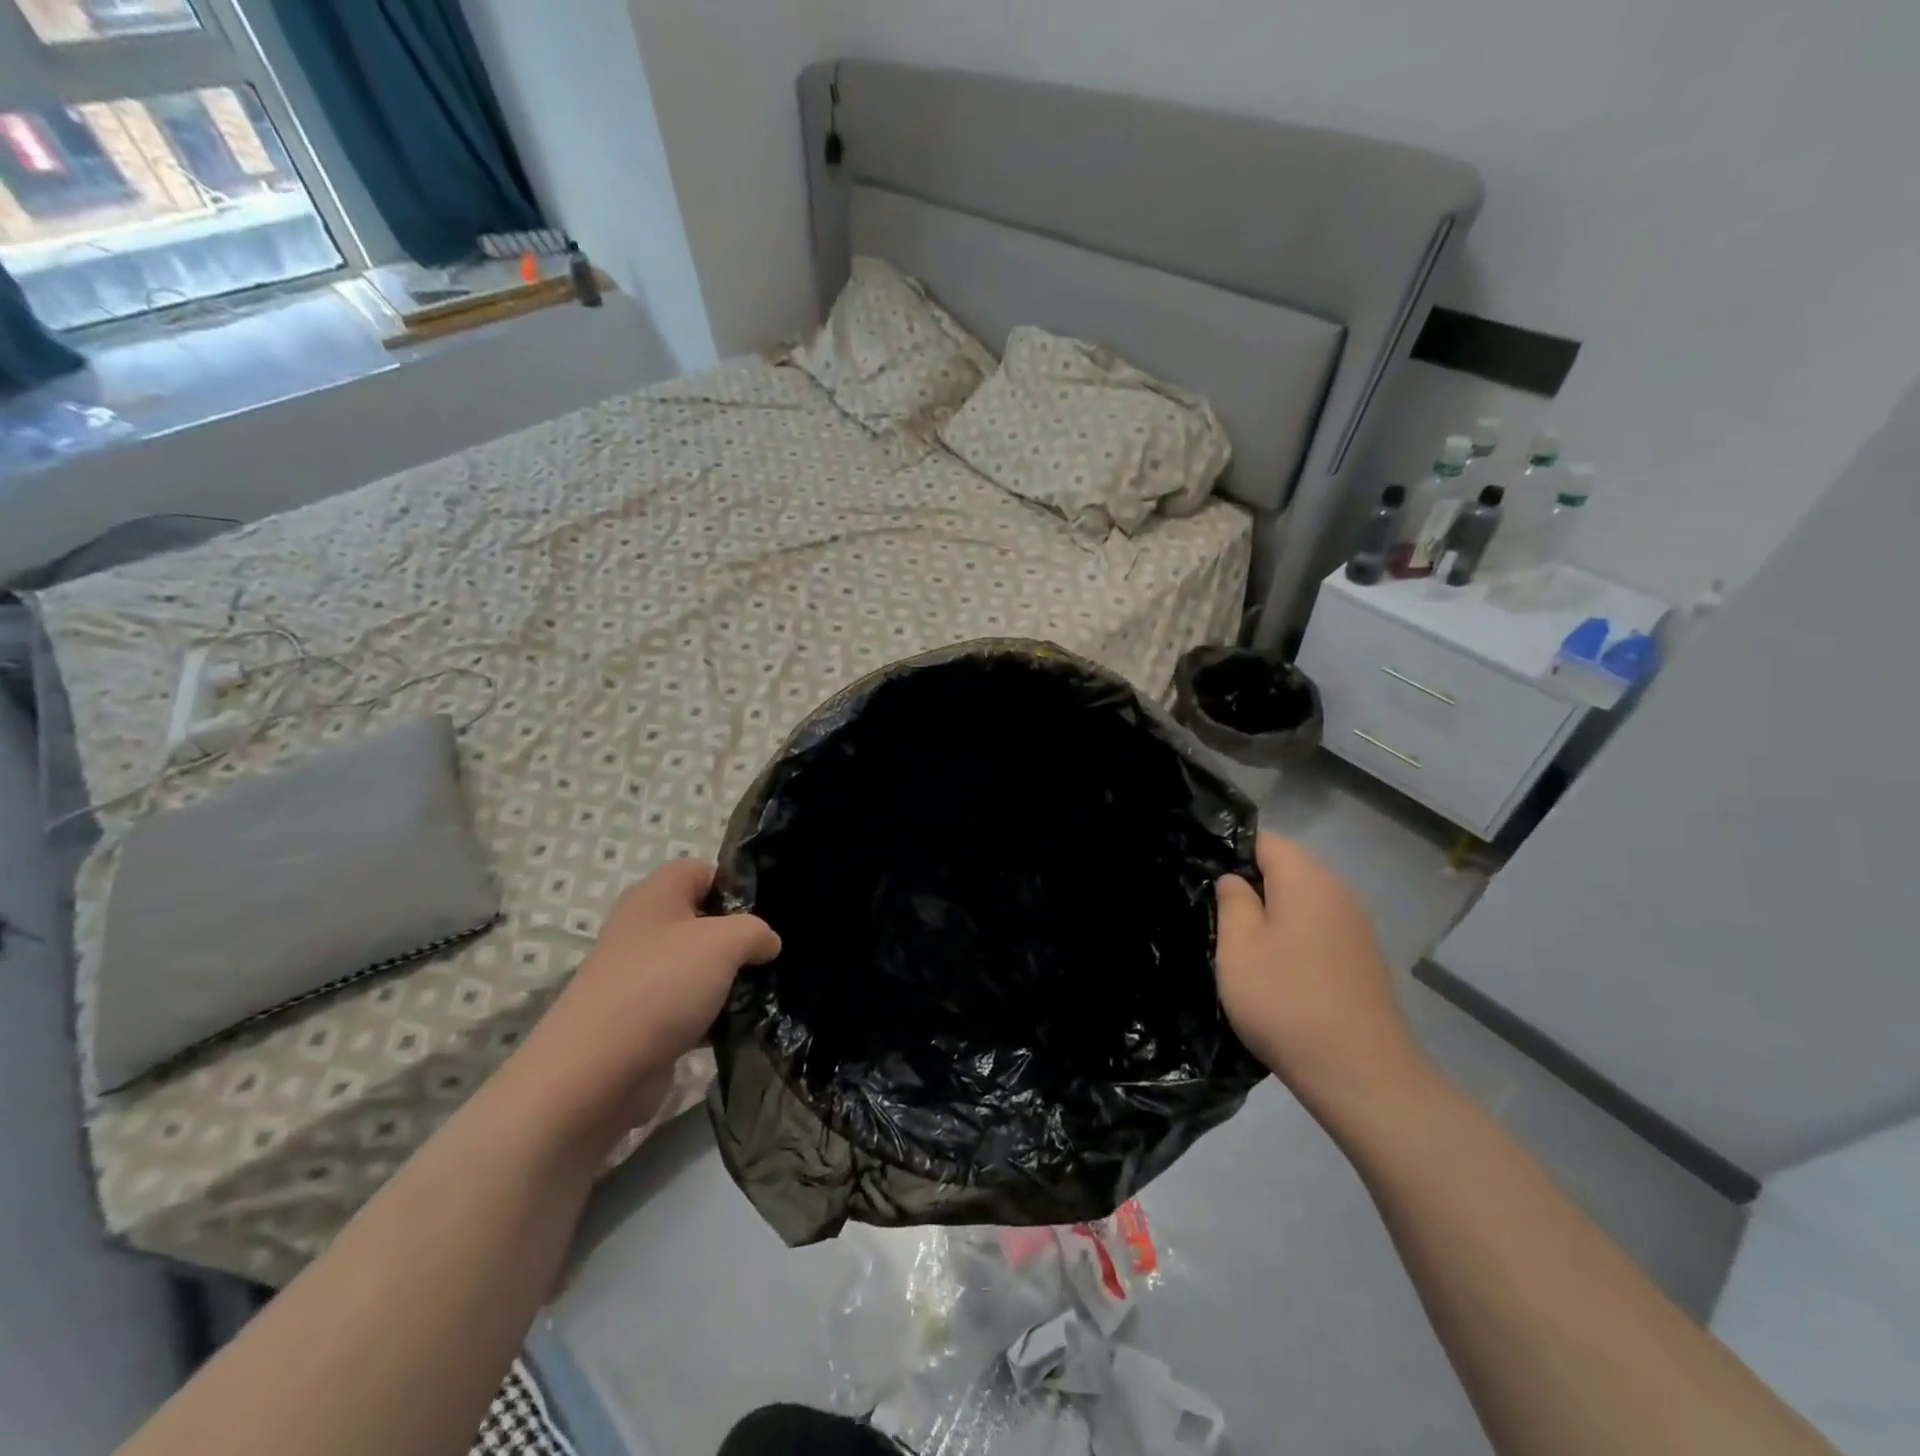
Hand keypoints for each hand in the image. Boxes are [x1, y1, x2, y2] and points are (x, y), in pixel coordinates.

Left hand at [513, 859, 779, 1138]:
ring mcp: (641, 976)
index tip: (766, 912)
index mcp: (656, 896)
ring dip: (728, 980)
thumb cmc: (661, 985)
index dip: (735, 885)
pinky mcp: (643, 1020)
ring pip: (698, 966)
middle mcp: (644, 929)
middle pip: (703, 920)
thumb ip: (756, 931)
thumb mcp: (724, 942)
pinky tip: (740, 1026)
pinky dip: (712, 1015)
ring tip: (763, 992)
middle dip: (738, 938)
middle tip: (768, 955)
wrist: (596, 1072)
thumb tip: (767, 943)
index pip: (701, 871)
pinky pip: (688, 1006)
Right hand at [1216, 833, 1433, 1112]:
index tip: (1203, 879)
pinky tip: (1276, 971)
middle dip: (1250, 884)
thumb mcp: (1238, 948)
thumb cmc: (1286, 1001)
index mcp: (1306, 879)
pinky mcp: (1362, 959)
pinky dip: (1293, 937)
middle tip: (1214, 915)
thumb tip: (1234, 879)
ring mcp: (1356, 927)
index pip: (1264, 840)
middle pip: (1286, 868)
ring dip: (1271, 915)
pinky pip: (1318, 929)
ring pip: (1302, 901)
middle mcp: (1338, 892)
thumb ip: (1232, 901)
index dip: (1230, 851)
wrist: (1361, 1075)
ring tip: (1240, 945)